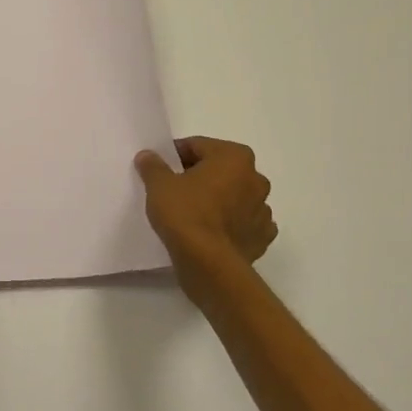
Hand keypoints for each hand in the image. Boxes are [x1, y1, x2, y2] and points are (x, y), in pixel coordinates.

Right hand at [134, 136, 276, 285]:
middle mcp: (256, 178)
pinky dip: (230, 224)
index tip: (160, 169)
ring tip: (192, 213)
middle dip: (200, 176)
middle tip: (174, 190)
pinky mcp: (262, 238)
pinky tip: (211, 232)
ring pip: (234, 196)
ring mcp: (263, 210)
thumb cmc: (185, 213)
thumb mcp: (159, 184)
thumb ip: (153, 165)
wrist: (208, 264)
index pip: (198, 146)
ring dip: (218, 200)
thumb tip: (148, 155)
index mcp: (234, 157)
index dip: (176, 155)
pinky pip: (243, 223)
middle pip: (220, 170)